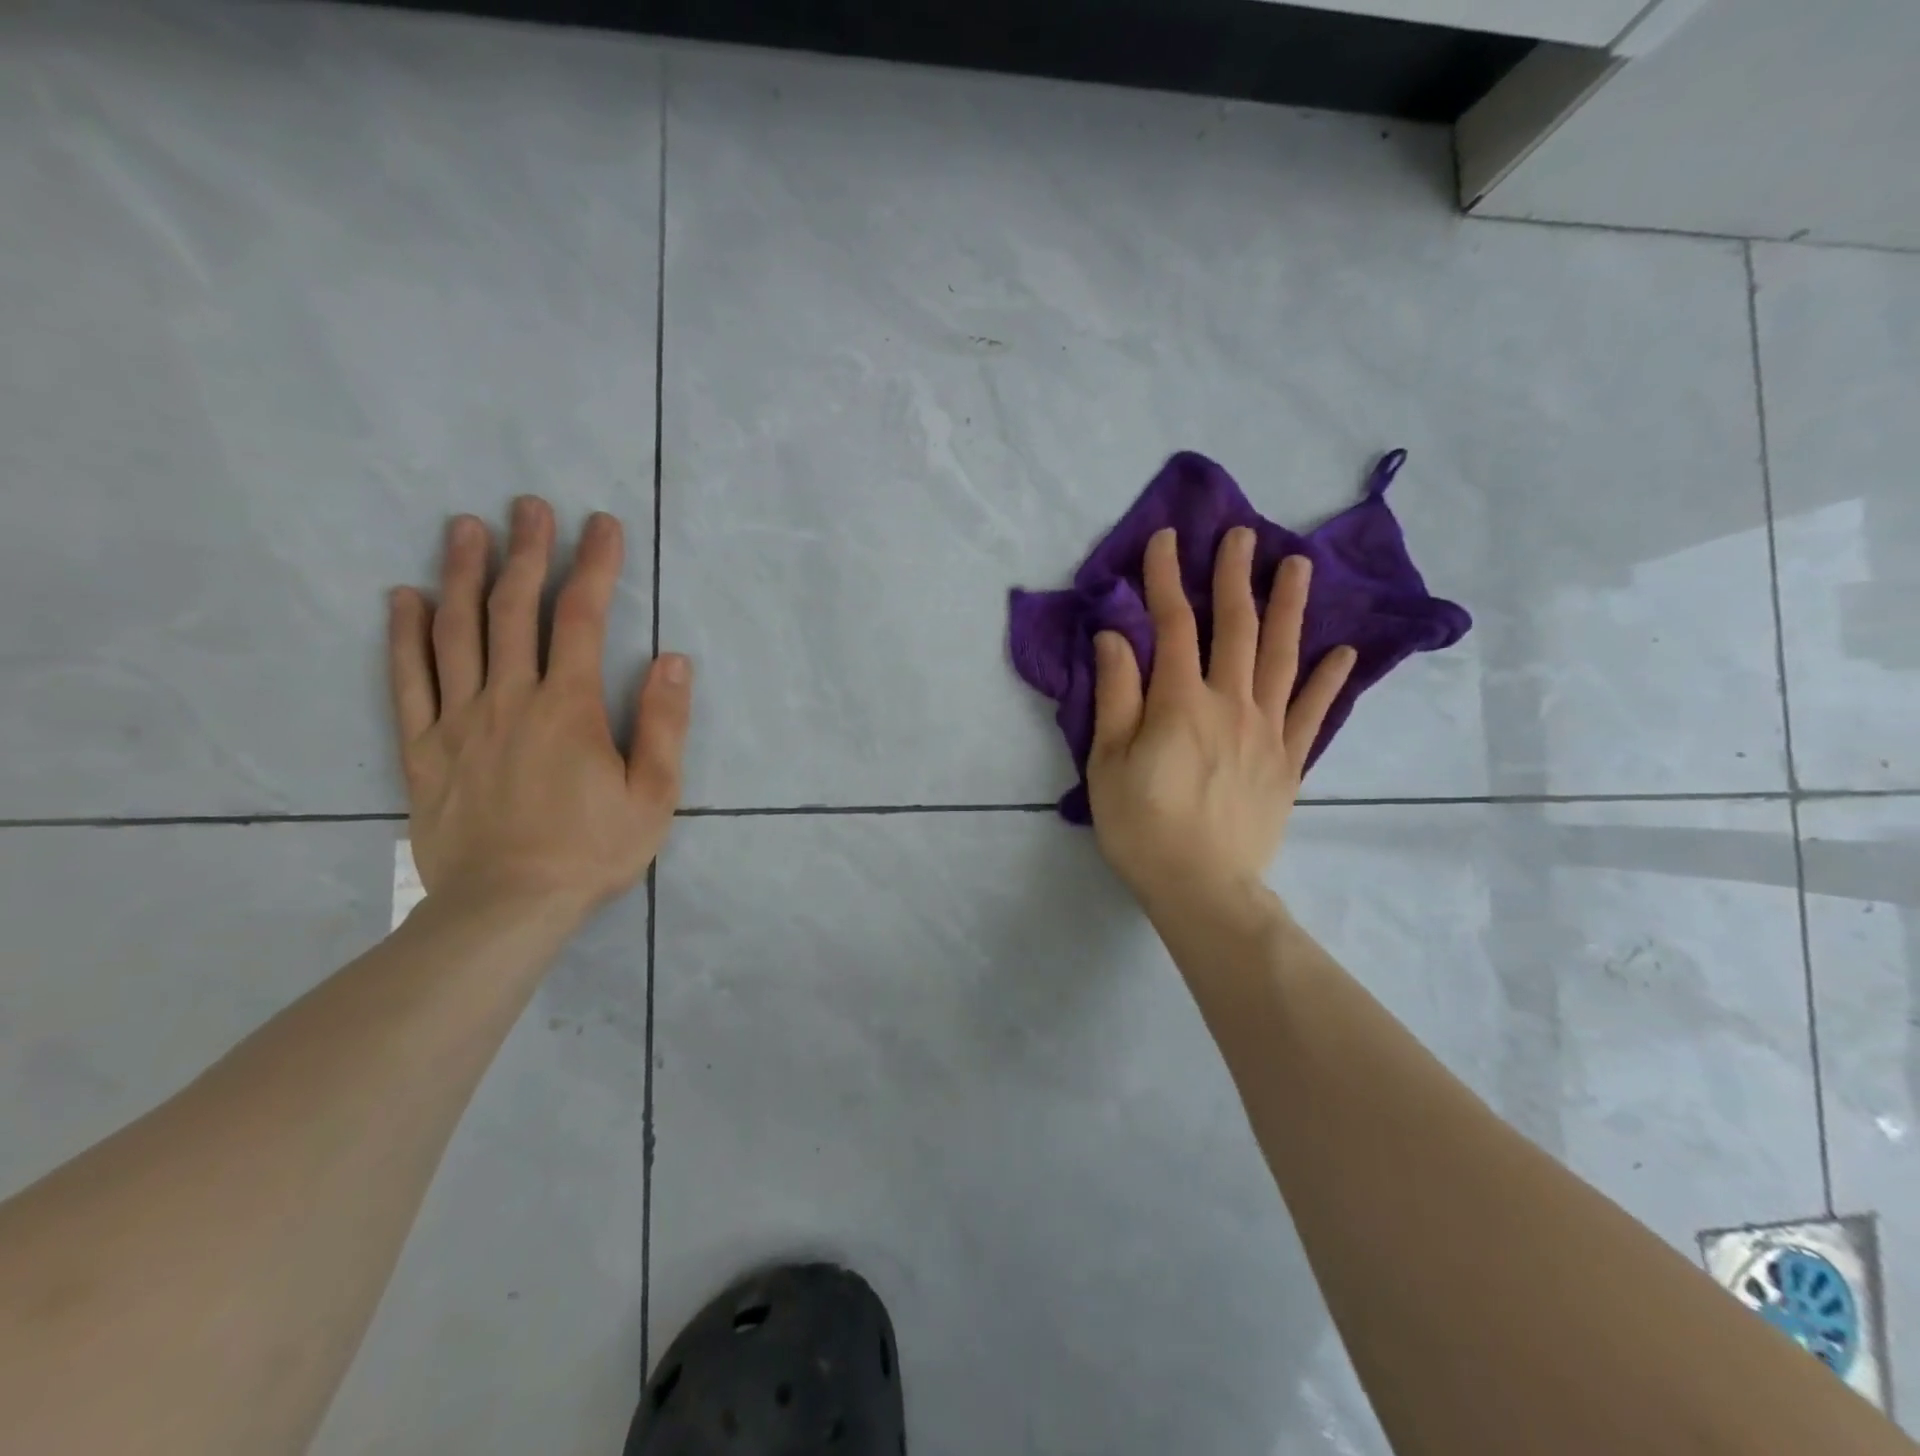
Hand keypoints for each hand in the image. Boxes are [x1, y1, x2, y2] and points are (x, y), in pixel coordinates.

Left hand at [387, 497, 691, 917]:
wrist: (505, 908)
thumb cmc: (592, 851)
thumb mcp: (654, 795)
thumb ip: (664, 725)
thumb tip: (674, 660)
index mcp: (569, 707)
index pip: (580, 619)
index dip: (593, 566)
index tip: (600, 525)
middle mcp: (509, 699)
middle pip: (513, 610)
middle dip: (526, 552)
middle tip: (528, 506)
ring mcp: (459, 721)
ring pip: (456, 632)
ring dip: (463, 575)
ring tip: (466, 528)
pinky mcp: (424, 749)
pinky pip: (408, 681)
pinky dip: (404, 635)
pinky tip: (405, 598)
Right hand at [1087, 527, 1354, 920]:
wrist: (1201, 888)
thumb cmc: (1141, 827)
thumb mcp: (1107, 763)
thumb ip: (1116, 696)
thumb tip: (1116, 636)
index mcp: (1180, 703)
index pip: (1174, 626)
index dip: (1167, 579)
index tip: (1165, 539)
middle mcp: (1231, 704)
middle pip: (1236, 628)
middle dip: (1236, 577)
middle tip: (1243, 534)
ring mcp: (1268, 732)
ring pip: (1282, 658)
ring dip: (1290, 609)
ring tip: (1299, 566)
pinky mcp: (1289, 762)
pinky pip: (1313, 713)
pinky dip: (1328, 681)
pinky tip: (1341, 653)